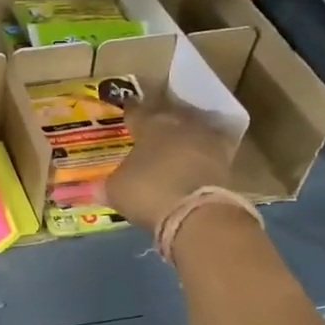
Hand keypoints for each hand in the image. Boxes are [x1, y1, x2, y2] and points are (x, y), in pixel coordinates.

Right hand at [105, 97, 234, 232]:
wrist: (196, 213)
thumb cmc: (148, 192)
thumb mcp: (116, 190)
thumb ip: (109, 183)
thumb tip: (98, 186)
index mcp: (149, 123)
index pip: (135, 111)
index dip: (129, 113)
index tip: (126, 113)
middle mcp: (179, 123)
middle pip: (167, 115)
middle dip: (158, 121)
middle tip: (150, 130)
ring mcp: (206, 138)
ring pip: (191, 129)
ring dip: (183, 136)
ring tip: (174, 146)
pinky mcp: (226, 158)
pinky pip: (210, 150)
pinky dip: (202, 154)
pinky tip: (195, 162)